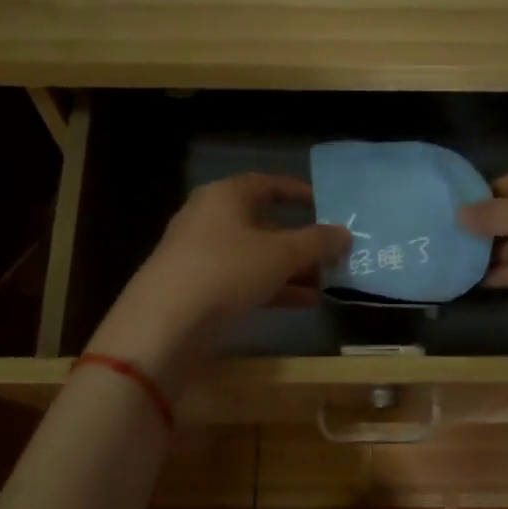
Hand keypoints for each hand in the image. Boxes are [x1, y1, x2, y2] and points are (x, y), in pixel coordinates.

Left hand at [89, 175, 350, 391]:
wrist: (162, 324)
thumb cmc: (226, 271)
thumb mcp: (280, 255)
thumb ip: (317, 243)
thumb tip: (345, 234)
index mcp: (225, 196)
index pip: (266, 184)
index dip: (296, 192)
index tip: (324, 204)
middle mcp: (208, 218)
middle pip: (262, 223)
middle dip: (298, 240)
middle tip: (330, 254)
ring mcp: (198, 254)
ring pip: (254, 255)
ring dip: (289, 269)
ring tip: (324, 284)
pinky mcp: (195, 287)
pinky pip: (241, 279)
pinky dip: (270, 287)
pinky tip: (301, 303)